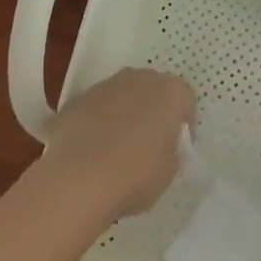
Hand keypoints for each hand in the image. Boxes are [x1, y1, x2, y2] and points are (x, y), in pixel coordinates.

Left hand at [39, 68, 196, 220]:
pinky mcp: (75, 101)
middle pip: (152, 91)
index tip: (178, 146)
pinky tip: (91, 153)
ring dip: (123, 115)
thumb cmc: (136, 175)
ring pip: (121, 96)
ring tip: (117, 150)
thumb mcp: (170, 170)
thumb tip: (162, 147)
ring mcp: (104, 87)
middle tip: (149, 144)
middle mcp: (138, 79)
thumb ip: (171, 150)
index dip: (183, 124)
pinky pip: (95, 110)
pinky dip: (97, 124)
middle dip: (153, 112)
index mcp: (169, 91)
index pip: (185, 99)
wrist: (77, 180)